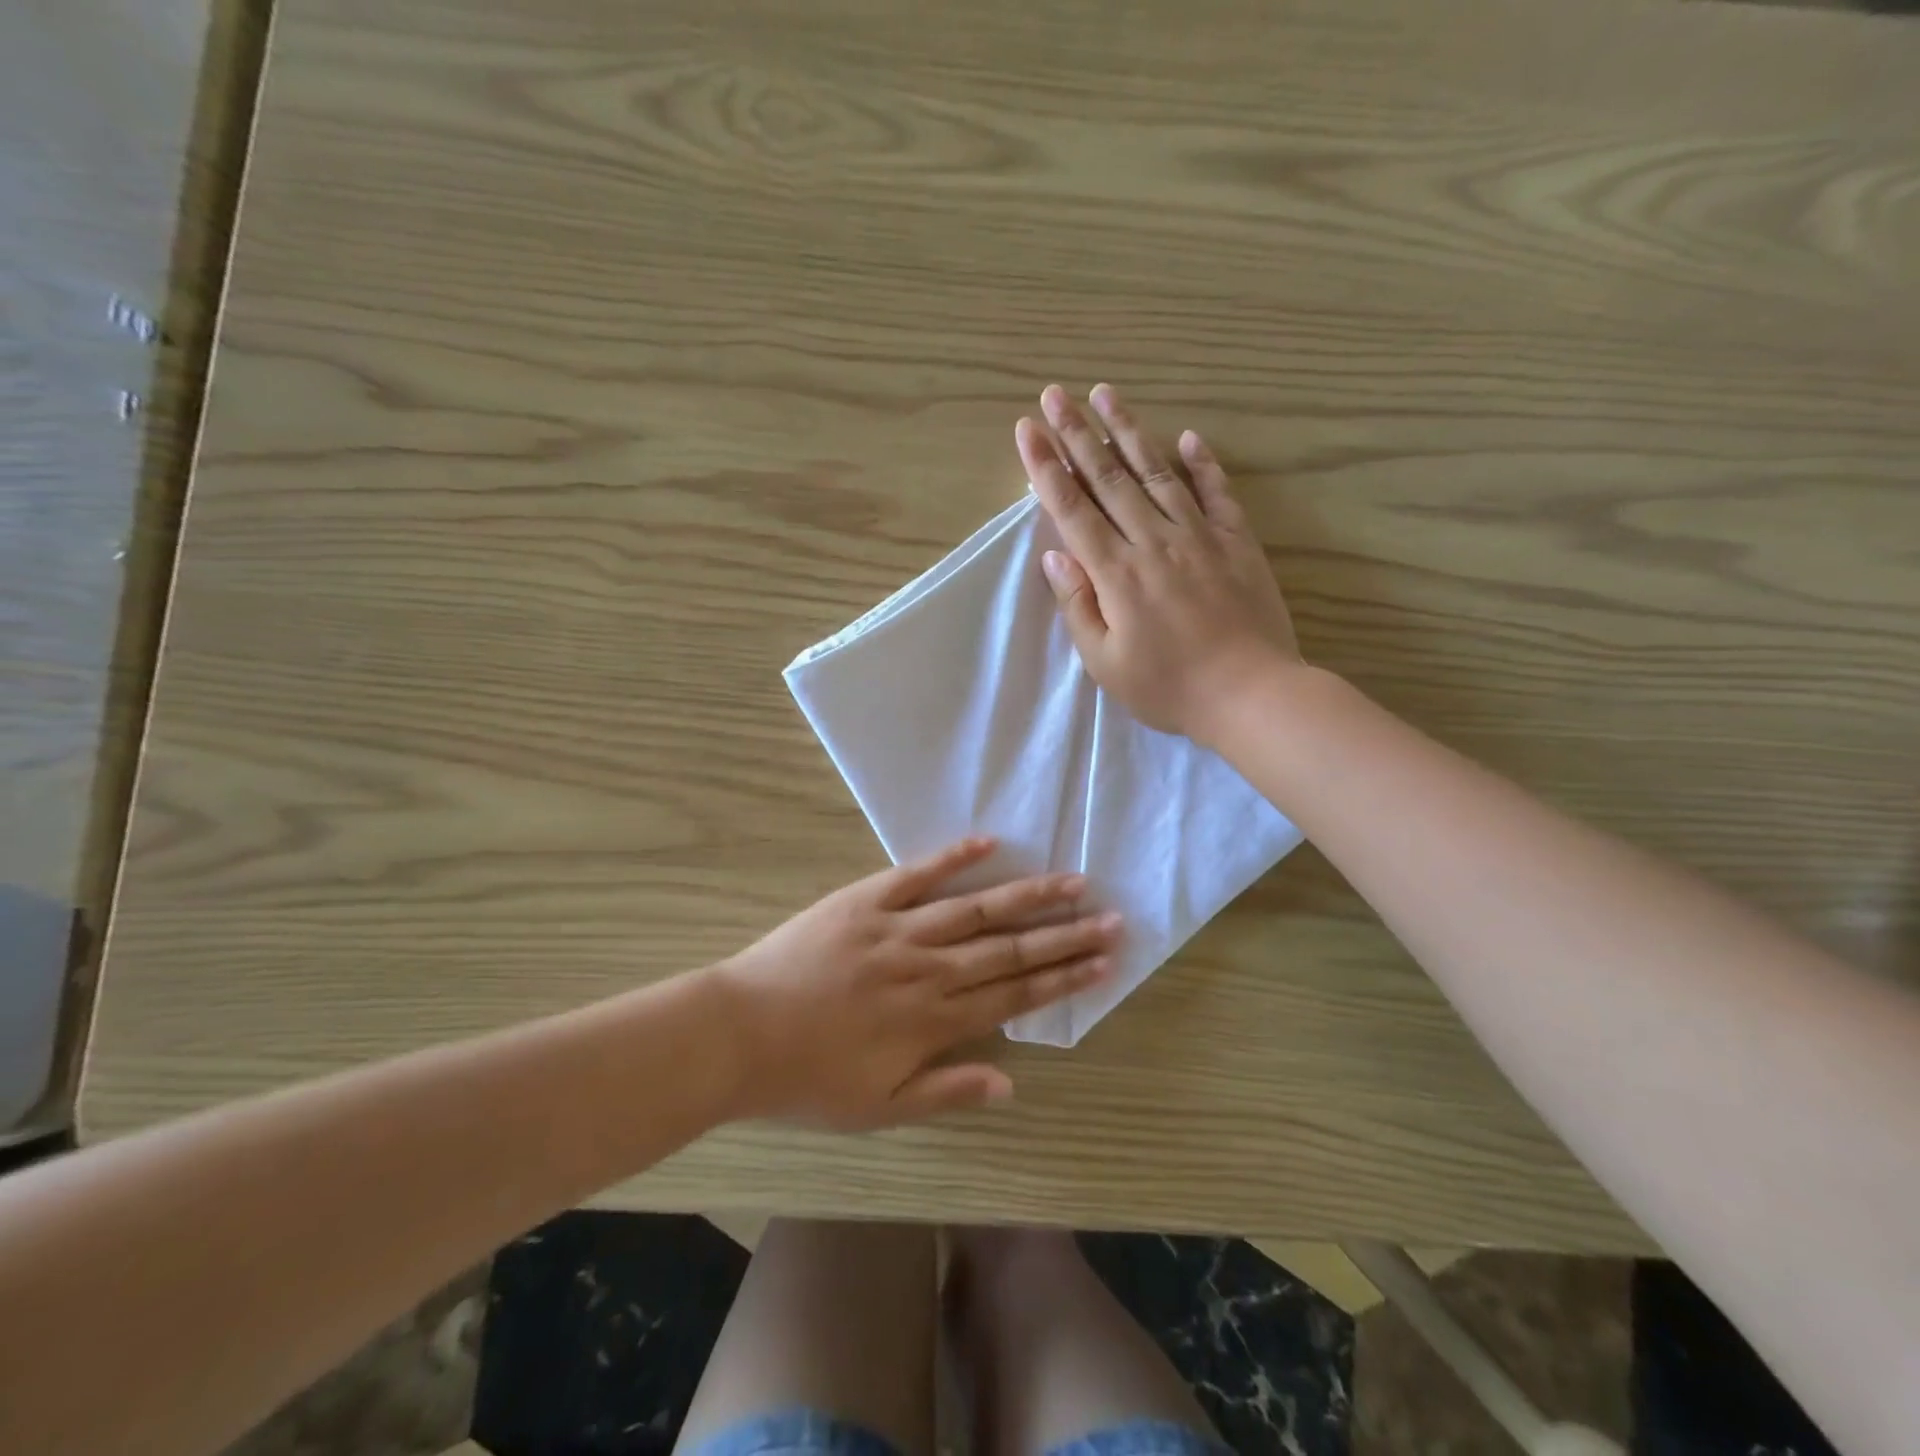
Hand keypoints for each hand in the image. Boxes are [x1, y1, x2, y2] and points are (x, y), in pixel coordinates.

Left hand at [716, 838, 1119, 1129]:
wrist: (739, 1034)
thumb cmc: (808, 1079)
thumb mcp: (879, 1108)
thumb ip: (947, 1093)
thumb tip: (1011, 1081)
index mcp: (935, 1020)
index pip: (1015, 993)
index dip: (1063, 978)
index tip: (1104, 961)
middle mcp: (929, 970)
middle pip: (1010, 949)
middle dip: (1065, 934)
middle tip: (1112, 917)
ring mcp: (898, 930)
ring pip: (976, 909)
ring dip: (1027, 895)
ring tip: (1072, 881)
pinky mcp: (865, 901)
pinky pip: (916, 875)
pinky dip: (952, 858)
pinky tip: (987, 842)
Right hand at [1017, 383, 1301, 745]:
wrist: (1251, 694)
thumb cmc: (1169, 687)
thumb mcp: (1106, 662)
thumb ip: (1078, 605)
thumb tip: (1055, 555)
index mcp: (1116, 573)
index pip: (1071, 509)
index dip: (1045, 468)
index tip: (1026, 429)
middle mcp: (1153, 541)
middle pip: (1108, 478)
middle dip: (1077, 433)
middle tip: (1055, 393)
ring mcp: (1199, 536)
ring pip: (1157, 472)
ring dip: (1128, 431)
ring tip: (1107, 394)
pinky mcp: (1236, 541)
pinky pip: (1216, 493)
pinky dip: (1202, 463)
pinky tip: (1188, 437)